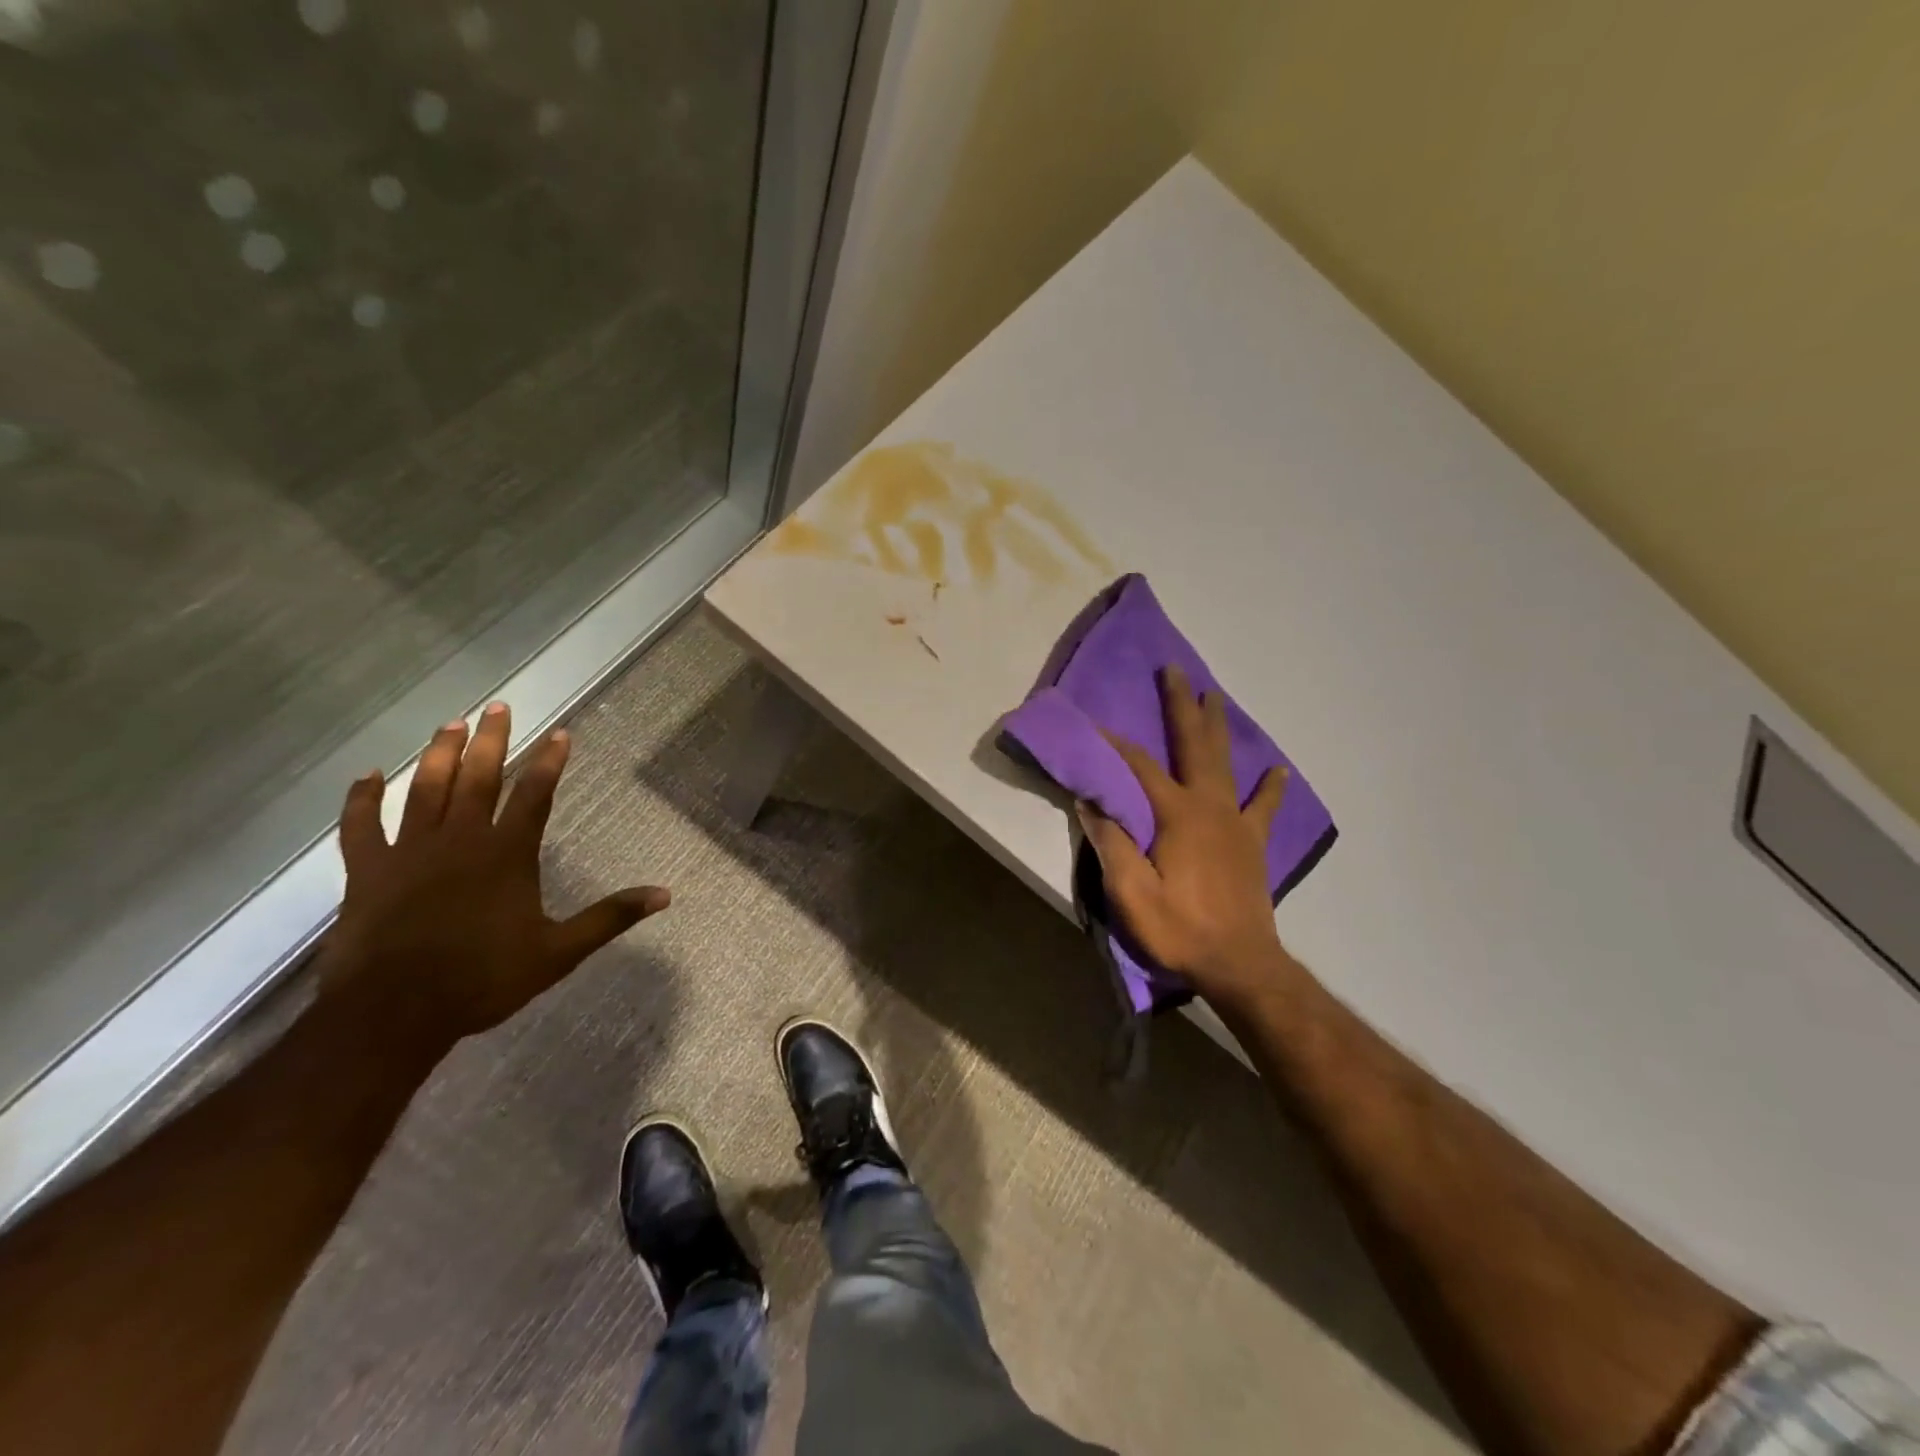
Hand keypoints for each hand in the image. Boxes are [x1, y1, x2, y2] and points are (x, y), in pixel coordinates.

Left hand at [322, 702, 668, 1041]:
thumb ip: (610, 917)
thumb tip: (665, 894)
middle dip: (490, 740)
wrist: (394, 1013)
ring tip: (449, 724)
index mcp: (507, 855)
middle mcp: (460, 840)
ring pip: (424, 789)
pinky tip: (367, 775)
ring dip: (438, 754)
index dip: (549, 761)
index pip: (534, 794)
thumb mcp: (559, 951)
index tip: (559, 733)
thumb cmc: (483, 979)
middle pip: (478, 777)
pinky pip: (360, 825)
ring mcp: (409, 852)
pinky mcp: (367, 871)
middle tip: (497, 707)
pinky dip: (361, 798)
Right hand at [1078, 666, 1290, 1006]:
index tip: (1094, 723)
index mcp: (1178, 815)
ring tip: (1215, 696)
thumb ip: (1111, 843)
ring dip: (1217, 727)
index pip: (1140, 767)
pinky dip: (1270, 786)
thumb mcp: (1131, 892)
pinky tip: (1277, 769)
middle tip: (1176, 670)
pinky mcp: (1252, 843)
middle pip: (1193, 746)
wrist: (1241, 965)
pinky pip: (1263, 806)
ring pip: (1225, 763)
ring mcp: (1236, 822)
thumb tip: (1091, 801)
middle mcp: (1210, 807)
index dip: (1115, 744)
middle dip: (1182, 706)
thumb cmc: (1181, 929)